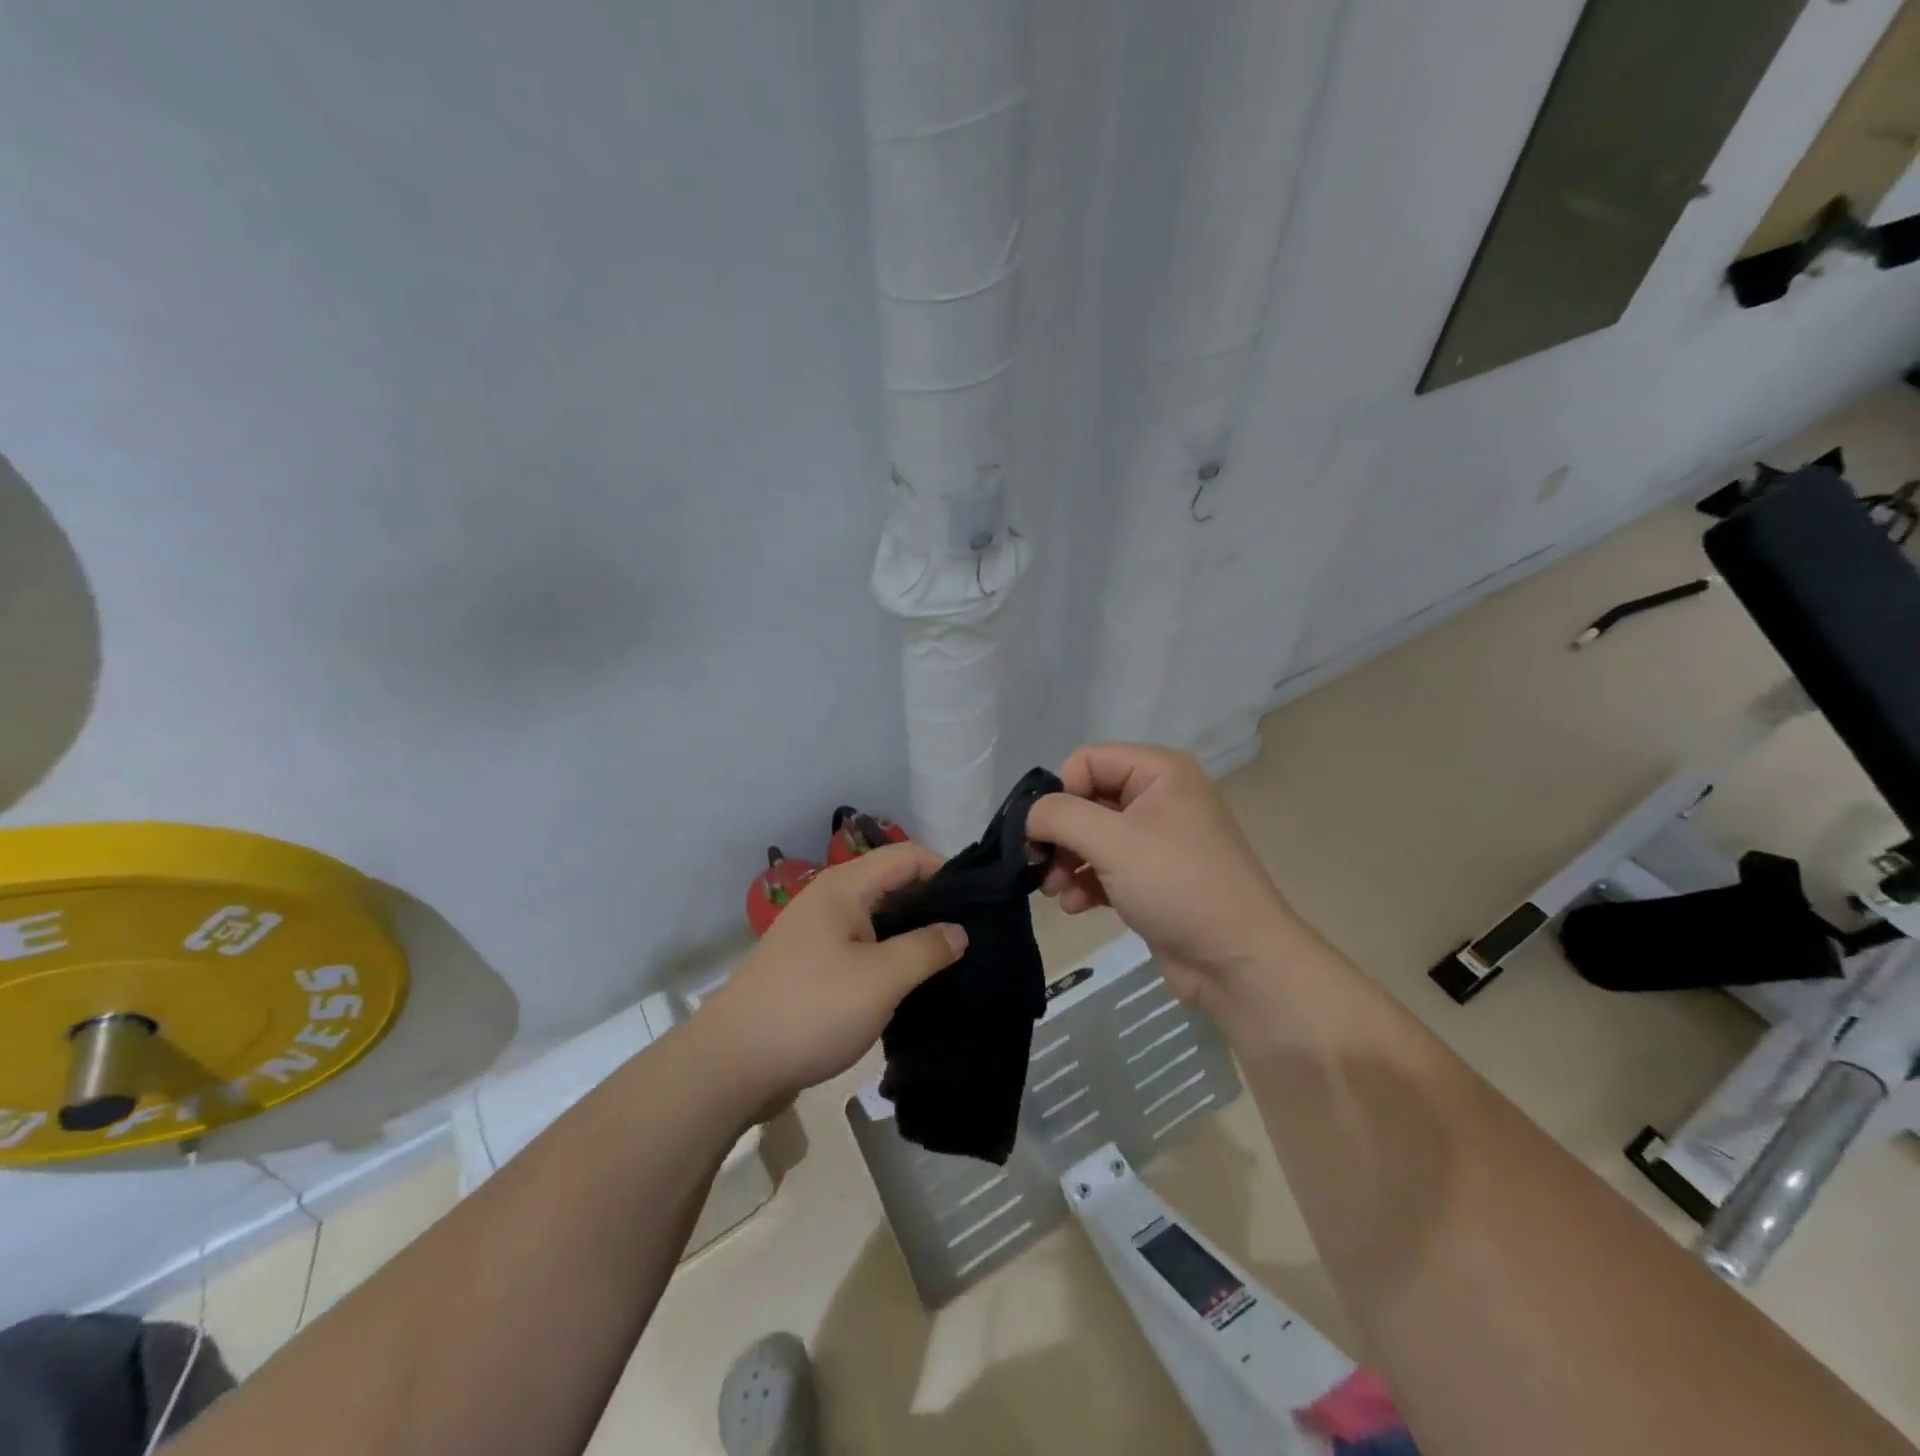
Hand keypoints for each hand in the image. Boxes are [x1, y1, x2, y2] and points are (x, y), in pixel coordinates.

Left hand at [697, 842, 965, 1114]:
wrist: (732, 1063)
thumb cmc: (812, 1009)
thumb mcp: (882, 979)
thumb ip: (926, 949)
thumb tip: (959, 931)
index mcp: (845, 887)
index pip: (907, 855)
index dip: (945, 870)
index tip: (979, 903)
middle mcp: (829, 900)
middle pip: (891, 884)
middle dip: (931, 904)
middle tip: (970, 935)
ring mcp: (816, 934)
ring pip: (876, 919)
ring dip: (909, 934)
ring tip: (947, 960)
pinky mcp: (809, 967)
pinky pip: (859, 948)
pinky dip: (886, 957)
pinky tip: (907, 984)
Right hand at [1026, 743, 1304, 1009]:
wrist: (1237, 960)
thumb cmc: (1176, 884)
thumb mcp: (1112, 841)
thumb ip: (1060, 816)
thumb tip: (1030, 815)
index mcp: (1159, 772)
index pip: (1087, 761)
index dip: (1060, 793)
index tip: (1042, 832)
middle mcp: (1158, 798)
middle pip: (1087, 800)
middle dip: (1060, 835)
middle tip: (1037, 866)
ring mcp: (1156, 840)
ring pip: (1092, 838)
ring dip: (1067, 863)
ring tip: (1055, 892)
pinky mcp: (1153, 879)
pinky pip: (1106, 868)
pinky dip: (1086, 883)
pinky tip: (1076, 907)